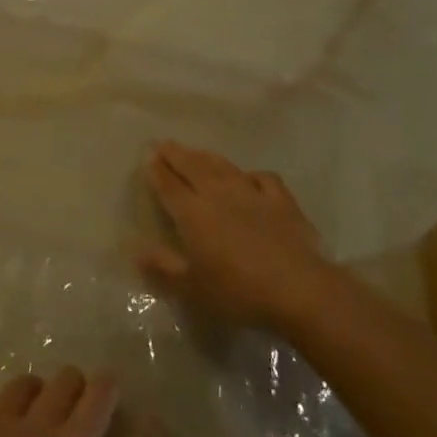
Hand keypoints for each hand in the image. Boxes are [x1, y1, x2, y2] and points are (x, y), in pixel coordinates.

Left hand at [0, 368, 162, 436]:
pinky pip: (20, 384)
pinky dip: (29, 388)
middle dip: (109, 388)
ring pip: (65, 379)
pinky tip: (27, 402)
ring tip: (64, 398)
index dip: (152, 431)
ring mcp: (34, 427)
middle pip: (103, 392)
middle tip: (104, 399)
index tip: (153, 424)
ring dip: (71, 386)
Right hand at [138, 141, 326, 325]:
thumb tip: (136, 249)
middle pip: (193, 168)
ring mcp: (253, 195)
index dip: (157, 171)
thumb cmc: (239, 292)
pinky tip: (249, 177)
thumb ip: (163, 268)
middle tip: (164, 144)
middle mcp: (219, 195)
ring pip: (224, 168)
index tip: (148, 157)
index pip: (170, 186)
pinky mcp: (282, 202)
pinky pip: (263, 179)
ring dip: (206, 157)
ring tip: (196, 152)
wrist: (299, 290)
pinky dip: (251, 174)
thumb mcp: (192, 288)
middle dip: (176, 155)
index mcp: (193, 214)